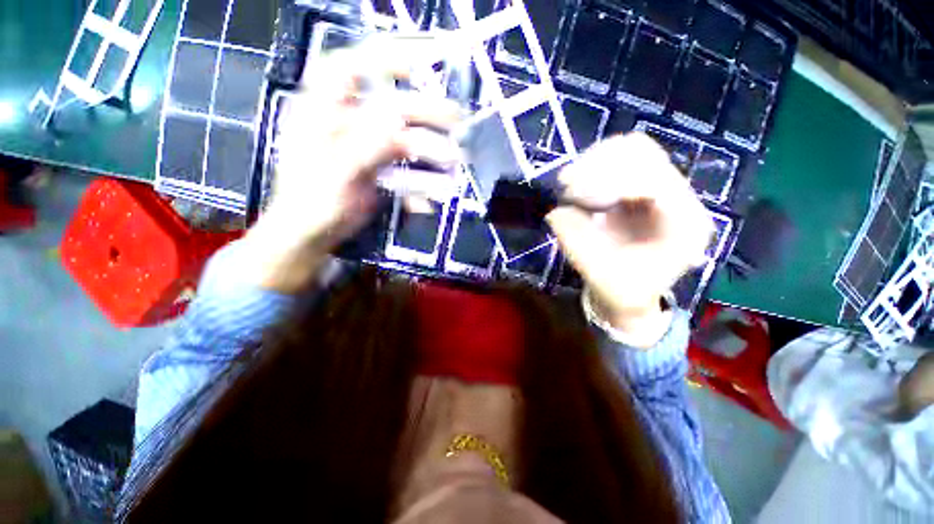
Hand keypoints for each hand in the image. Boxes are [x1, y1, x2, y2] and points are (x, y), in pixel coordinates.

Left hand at [243, 37, 462, 291]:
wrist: (310, 235)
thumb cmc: (311, 203)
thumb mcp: (336, 171)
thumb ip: (365, 145)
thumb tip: (397, 118)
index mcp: (323, 112)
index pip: (350, 68)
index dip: (384, 60)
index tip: (418, 64)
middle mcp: (347, 124)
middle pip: (390, 107)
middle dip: (424, 112)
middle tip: (455, 120)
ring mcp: (365, 150)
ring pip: (403, 141)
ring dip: (429, 151)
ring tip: (452, 161)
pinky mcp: (377, 172)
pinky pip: (404, 172)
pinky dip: (417, 187)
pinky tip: (424, 202)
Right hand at [547, 133, 711, 335]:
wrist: (631, 293)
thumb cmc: (623, 290)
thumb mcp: (598, 274)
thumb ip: (577, 243)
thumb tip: (555, 212)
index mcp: (684, 224)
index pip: (655, 180)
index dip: (611, 180)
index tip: (573, 192)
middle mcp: (679, 199)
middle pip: (644, 154)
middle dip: (600, 164)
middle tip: (566, 182)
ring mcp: (661, 189)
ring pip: (631, 150)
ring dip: (594, 162)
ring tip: (567, 182)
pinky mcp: (641, 188)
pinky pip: (619, 161)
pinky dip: (593, 166)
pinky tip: (576, 183)